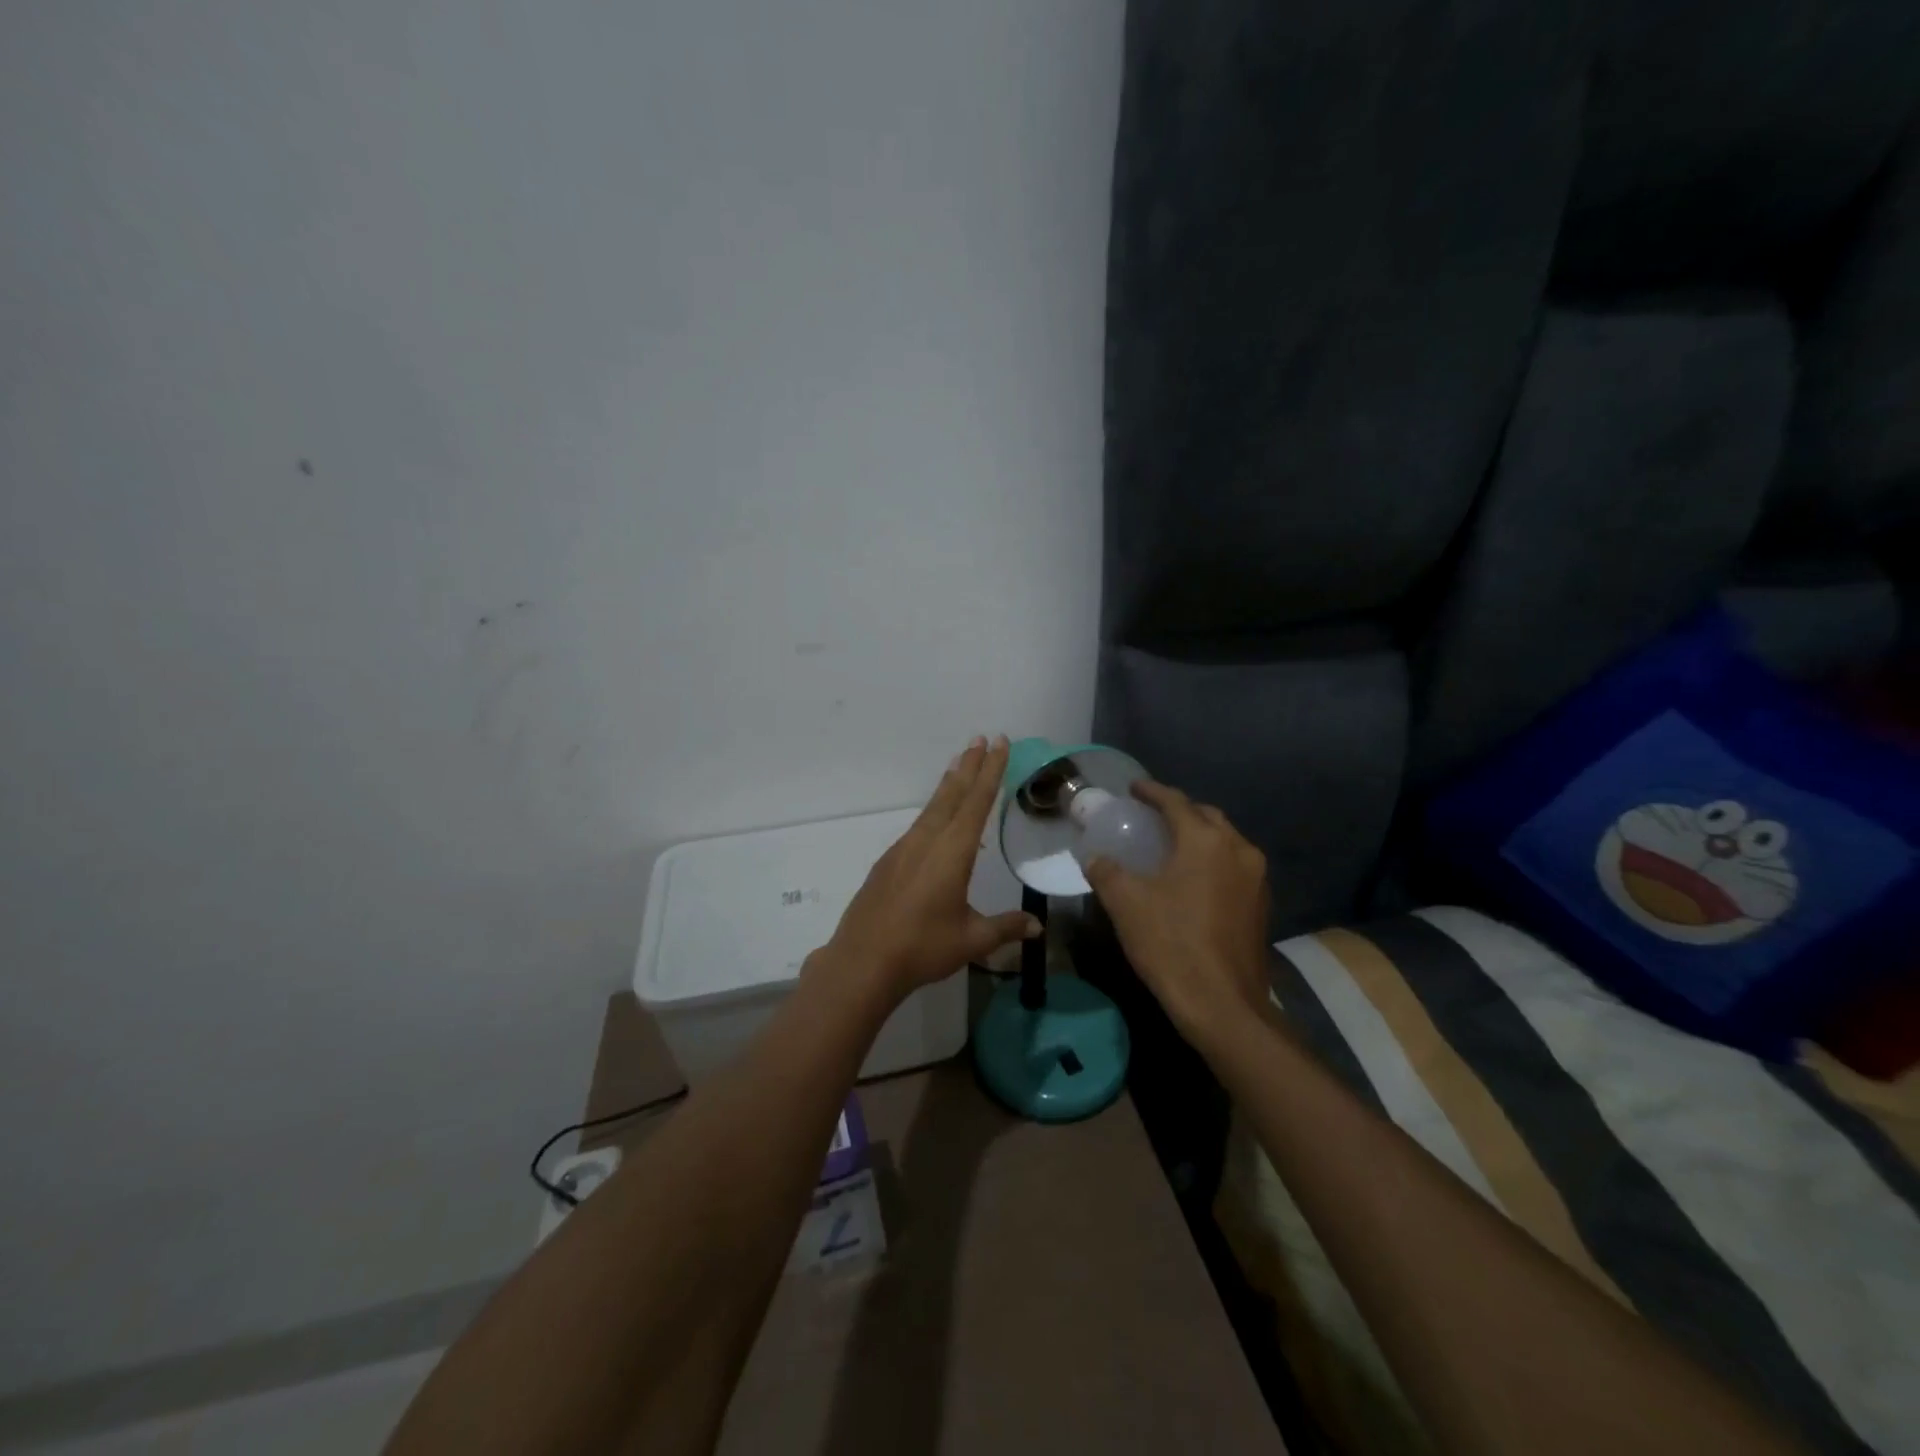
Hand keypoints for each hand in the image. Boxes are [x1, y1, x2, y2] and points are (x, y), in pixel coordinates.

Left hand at [822, 735, 1041, 1001]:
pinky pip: (918, 825)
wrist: (863, 961)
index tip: (998, 743)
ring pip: (932, 807)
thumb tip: (1037, 926)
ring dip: (949, 784)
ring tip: (959, 764)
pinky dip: (934, 810)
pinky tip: (937, 820)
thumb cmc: (923, 947)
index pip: (977, 802)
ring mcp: (904, 849)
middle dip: (969, 766)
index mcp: (952, 852)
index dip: (991, 771)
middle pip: (952, 795)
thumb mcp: (972, 939)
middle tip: (980, 738)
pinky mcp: (889, 862)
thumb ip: (1005, 928)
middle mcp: (927, 841)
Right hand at [1084, 781, 1270, 1046]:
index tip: (1133, 788)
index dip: (1152, 792)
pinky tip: (1193, 879)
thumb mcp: (1126, 904)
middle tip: (1151, 817)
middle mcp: (1238, 850)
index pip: (1176, 802)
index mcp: (1206, 841)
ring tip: (1172, 846)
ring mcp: (1256, 879)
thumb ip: (1107, 871)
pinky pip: (1234, 867)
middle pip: (1206, 816)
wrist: (1223, 1004)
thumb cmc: (1171, 944)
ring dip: (1199, 836)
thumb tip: (1094, 857)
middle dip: (1180, 811)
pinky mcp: (1262, 905)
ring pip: (1225, 842)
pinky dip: (1212, 861)